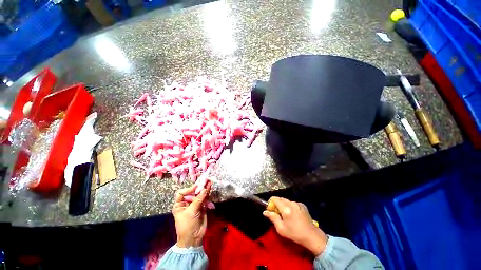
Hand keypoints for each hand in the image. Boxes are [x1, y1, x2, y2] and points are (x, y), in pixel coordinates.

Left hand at [172, 182, 211, 247]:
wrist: (194, 239)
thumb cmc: (187, 225)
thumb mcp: (191, 211)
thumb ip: (199, 199)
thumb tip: (205, 188)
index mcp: (179, 204)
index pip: (182, 193)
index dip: (189, 189)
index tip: (196, 187)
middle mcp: (187, 203)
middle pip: (192, 192)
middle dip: (199, 188)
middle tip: (206, 181)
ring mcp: (195, 205)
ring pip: (199, 195)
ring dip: (204, 189)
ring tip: (210, 182)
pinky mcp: (202, 207)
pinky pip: (205, 199)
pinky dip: (208, 194)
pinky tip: (210, 188)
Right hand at [263, 197, 327, 255]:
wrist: (312, 236)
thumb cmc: (295, 234)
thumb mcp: (281, 229)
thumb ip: (272, 218)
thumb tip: (265, 211)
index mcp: (286, 208)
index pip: (274, 198)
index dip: (270, 203)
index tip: (270, 210)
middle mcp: (291, 203)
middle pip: (280, 199)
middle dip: (276, 204)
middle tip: (277, 213)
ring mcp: (297, 203)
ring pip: (286, 201)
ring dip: (283, 205)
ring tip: (285, 215)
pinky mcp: (302, 205)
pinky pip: (292, 203)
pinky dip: (290, 206)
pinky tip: (293, 215)